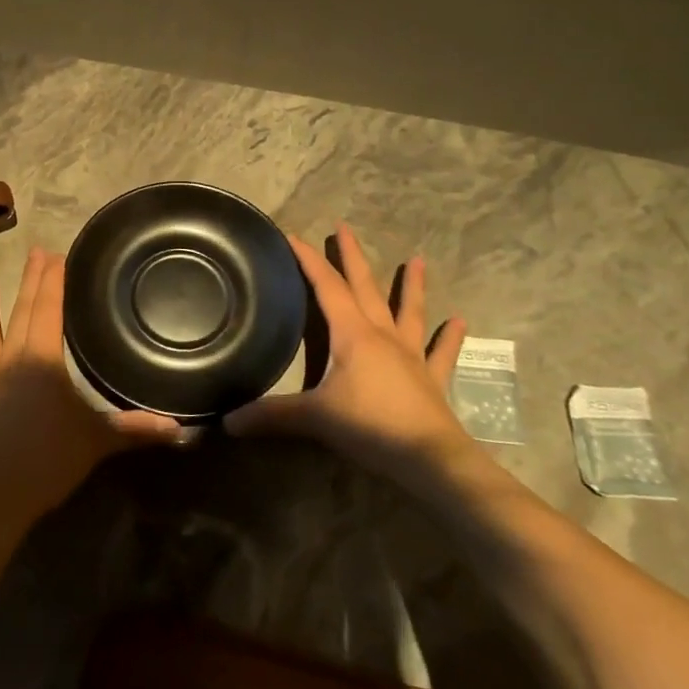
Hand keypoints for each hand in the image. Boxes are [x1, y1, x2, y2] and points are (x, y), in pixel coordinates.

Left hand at [0, 248, 181, 526]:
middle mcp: (11, 362)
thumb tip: (181, 428)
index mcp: (43, 360)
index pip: (49, 310)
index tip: (55, 254)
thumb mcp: (99, 440)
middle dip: (29, 282)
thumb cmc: (50, 460)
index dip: (52, 282)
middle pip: (21, 314)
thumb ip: (136, 429)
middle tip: (33, 252)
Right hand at [225, 224, 470, 472]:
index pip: (327, 287)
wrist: (430, 460)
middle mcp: (382, 335)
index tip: (294, 236)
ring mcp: (410, 355)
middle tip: (344, 228)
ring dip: (410, 285)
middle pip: (364, 288)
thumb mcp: (314, 418)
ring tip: (417, 259)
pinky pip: (440, 352)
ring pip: (408, 311)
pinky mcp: (431, 379)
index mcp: (352, 334)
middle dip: (351, 257)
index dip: (309, 261)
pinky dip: (449, 337)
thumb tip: (227, 421)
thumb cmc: (370, 427)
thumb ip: (271, 416)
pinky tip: (461, 320)